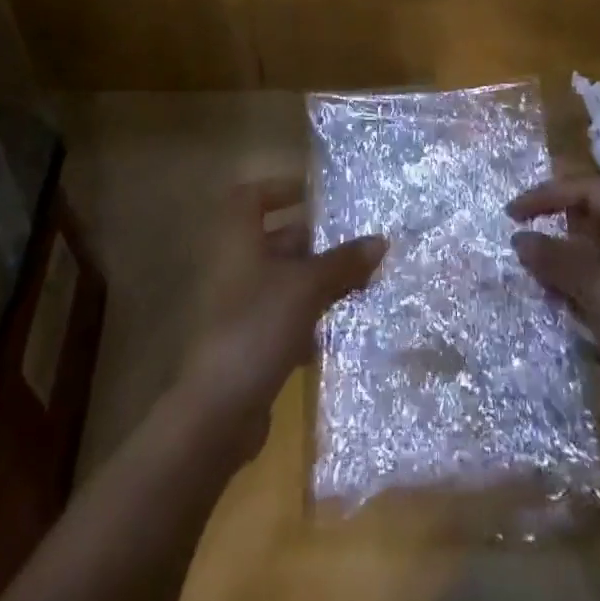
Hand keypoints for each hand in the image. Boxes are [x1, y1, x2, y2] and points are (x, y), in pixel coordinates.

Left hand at [179, 177, 386, 452]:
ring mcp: (241, 307)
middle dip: (316, 241)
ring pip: (286, 281)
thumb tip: (381, 240)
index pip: (252, 197)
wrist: (218, 412)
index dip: (281, 188)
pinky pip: (285, 317)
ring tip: (362, 281)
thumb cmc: (257, 327)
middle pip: (277, 239)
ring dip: (320, 280)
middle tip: (358, 242)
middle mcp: (236, 267)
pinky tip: (343, 326)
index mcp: (239, 240)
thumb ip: (343, 262)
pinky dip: (311, 318)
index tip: (317, 195)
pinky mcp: (250, 343)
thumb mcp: (307, 287)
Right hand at [509, 175, 599, 408]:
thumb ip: (556, 258)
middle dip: (555, 227)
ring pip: (593, 250)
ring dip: (562, 259)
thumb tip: (519, 238)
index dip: (549, 194)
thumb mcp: (599, 289)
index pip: (591, 190)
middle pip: (593, 217)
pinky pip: (599, 279)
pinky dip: (575, 284)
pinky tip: (555, 302)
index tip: (513, 214)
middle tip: (520, 242)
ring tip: (533, 275)